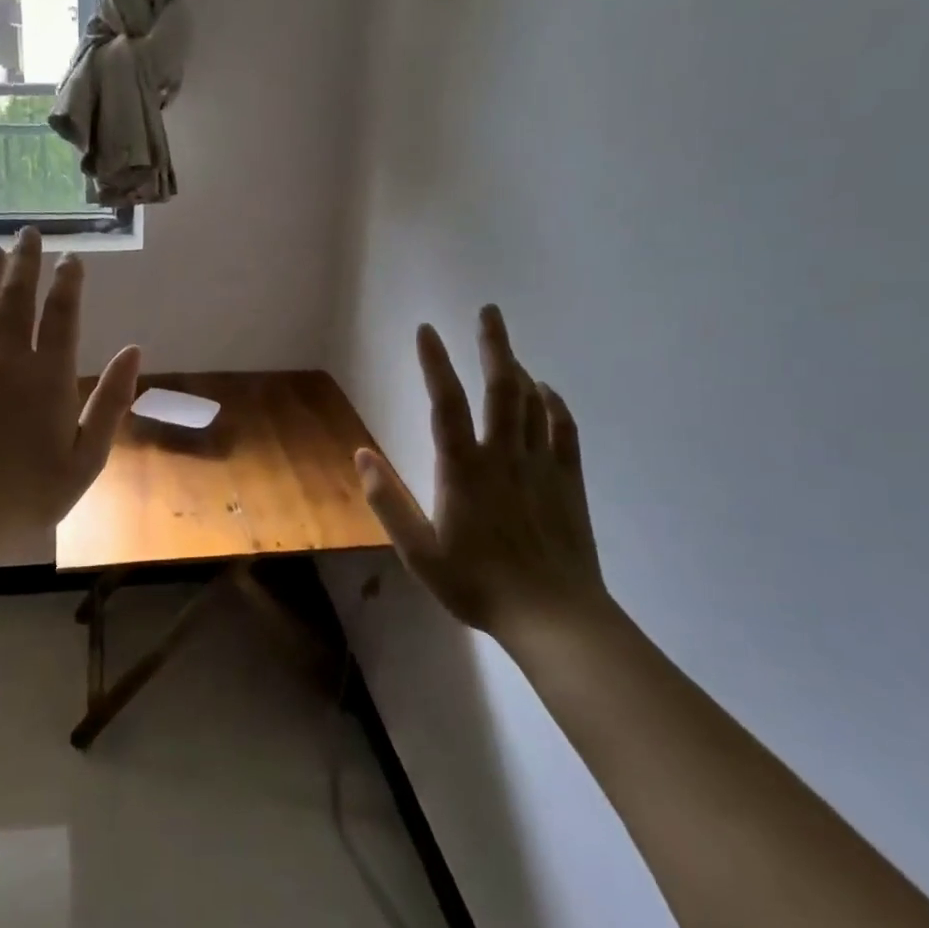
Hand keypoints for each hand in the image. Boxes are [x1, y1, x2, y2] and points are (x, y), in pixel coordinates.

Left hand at [0, 228, 140, 546]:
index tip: (72, 257)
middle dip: (26, 261)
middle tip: (29, 233)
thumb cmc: (35, 490)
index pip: (61, 313)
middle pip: (17, 297)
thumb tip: (134, 351)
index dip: (68, 281)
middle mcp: (8, 359)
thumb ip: (112, 400)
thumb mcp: (89, 455)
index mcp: (50, 375)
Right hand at [355, 306, 610, 643]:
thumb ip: (388, 501)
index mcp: (463, 470)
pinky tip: (547, 392)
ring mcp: (540, 466)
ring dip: (519, 368)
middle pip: (501, 388)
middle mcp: (503, 456)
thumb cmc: (477, 584)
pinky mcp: (568, 482)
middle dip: (494, 345)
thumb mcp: (418, 552)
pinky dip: (555, 404)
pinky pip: (563, 431)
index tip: (426, 330)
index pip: (445, 403)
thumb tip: (360, 455)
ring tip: (507, 347)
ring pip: (532, 403)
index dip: (434, 363)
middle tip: (489, 311)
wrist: (553, 616)